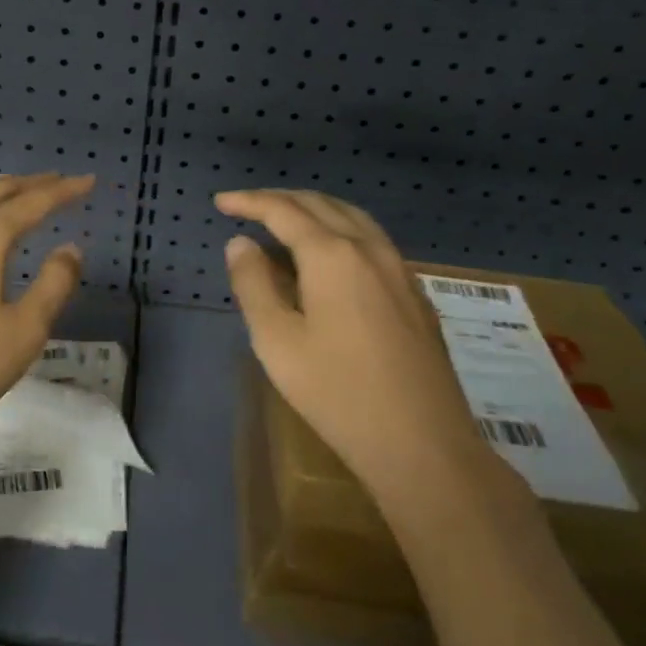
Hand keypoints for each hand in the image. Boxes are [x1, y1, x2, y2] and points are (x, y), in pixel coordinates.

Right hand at [217, 189, 496, 499]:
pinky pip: (372, 240)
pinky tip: (331, 255)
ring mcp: (399, 270)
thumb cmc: (338, 393)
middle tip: (247, 206)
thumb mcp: (277, 341)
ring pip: (352, 217)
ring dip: (314, 209)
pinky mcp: (414, 294)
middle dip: (280, 199)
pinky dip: (340, 229)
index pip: (283, 210)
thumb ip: (253, 284)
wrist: (424, 446)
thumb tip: (240, 243)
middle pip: (320, 204)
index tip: (221, 202)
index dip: (249, 201)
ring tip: (285, 220)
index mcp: (332, 255)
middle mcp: (369, 249)